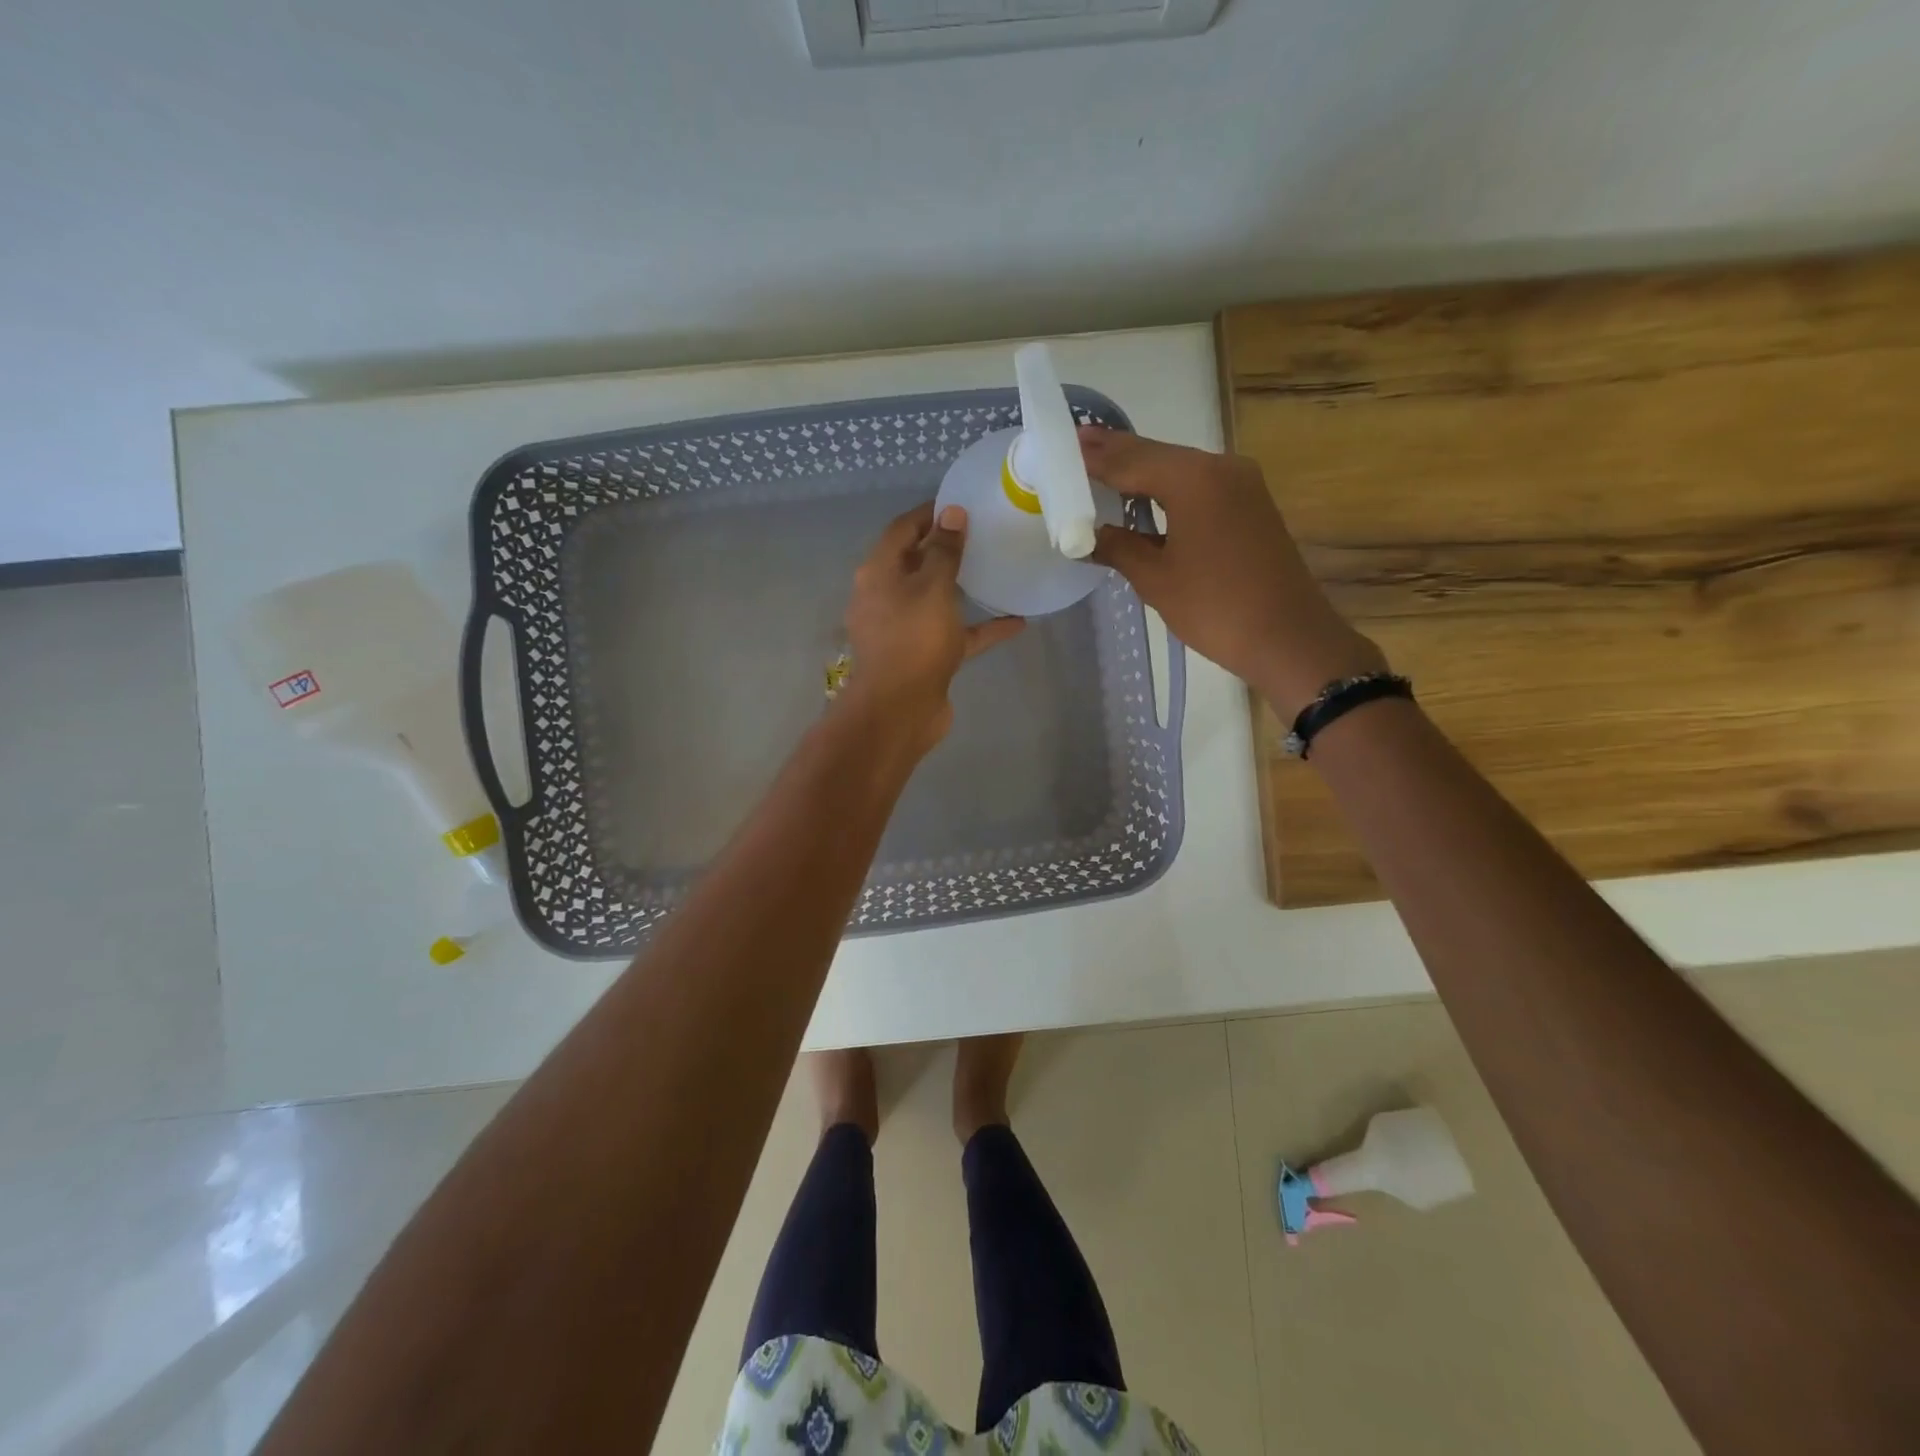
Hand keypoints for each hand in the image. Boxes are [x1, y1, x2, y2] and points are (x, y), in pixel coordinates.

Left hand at [841, 502, 1024, 747]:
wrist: (900, 710)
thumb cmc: (913, 639)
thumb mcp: (932, 587)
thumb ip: (944, 550)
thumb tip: (951, 513)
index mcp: (879, 573)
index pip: (902, 530)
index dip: (929, 514)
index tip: (960, 503)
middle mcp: (886, 597)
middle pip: (917, 563)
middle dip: (946, 548)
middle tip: (982, 532)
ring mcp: (905, 629)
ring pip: (936, 600)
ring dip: (963, 587)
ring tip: (996, 569)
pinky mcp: (924, 656)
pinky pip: (955, 634)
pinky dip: (981, 627)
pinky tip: (1017, 622)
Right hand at [1082, 427, 1385, 719]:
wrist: (1288, 638)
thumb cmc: (1215, 607)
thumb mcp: (1156, 579)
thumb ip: (1119, 548)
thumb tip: (1089, 536)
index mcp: (1194, 480)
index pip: (1133, 460)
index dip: (1097, 457)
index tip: (1065, 445)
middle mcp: (1221, 468)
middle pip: (1158, 455)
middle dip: (1118, 453)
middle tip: (1079, 443)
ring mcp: (1242, 485)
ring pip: (1180, 468)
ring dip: (1143, 469)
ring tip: (1103, 466)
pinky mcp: (1251, 505)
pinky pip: (1199, 485)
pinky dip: (1167, 487)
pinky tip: (1146, 494)